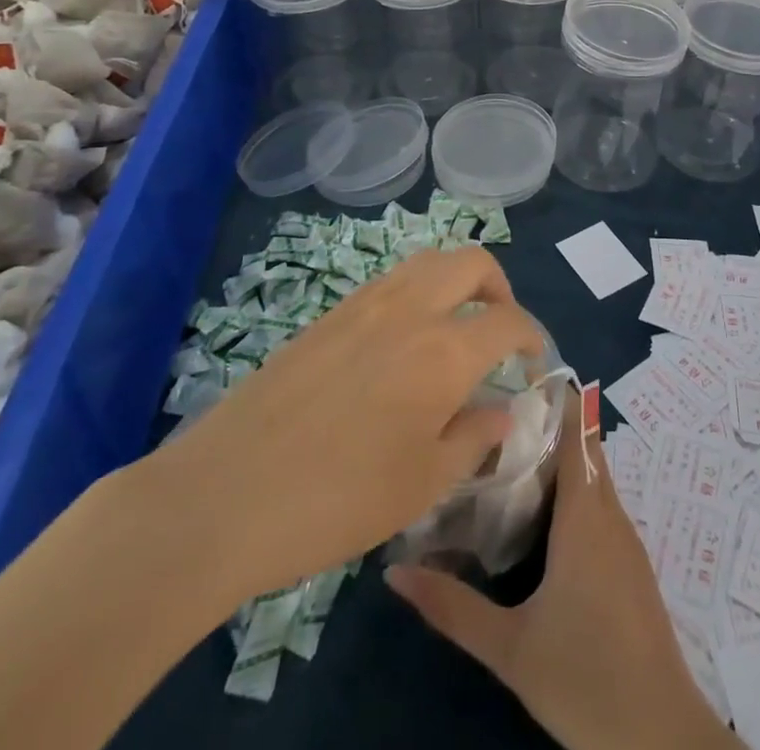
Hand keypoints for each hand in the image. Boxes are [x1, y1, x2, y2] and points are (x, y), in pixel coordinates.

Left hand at [132, 245, 543, 607]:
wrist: (226, 493)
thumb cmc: (337, 500)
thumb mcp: (422, 484)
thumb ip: (473, 438)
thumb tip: (501, 411)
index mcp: (444, 351)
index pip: (509, 320)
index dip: (532, 336)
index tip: (533, 362)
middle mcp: (411, 309)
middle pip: (472, 262)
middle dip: (499, 287)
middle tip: (499, 327)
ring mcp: (366, 303)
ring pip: (428, 260)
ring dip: (456, 280)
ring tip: (454, 326)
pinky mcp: (330, 312)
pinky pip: (391, 279)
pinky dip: (417, 290)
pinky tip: (403, 340)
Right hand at [386, 392, 742, 749]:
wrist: (660, 736)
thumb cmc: (585, 677)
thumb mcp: (510, 647)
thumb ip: (452, 607)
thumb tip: (394, 572)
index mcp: (586, 515)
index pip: (578, 431)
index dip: (555, 396)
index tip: (515, 375)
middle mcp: (610, 514)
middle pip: (584, 447)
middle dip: (546, 425)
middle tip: (494, 414)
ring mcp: (626, 539)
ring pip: (593, 476)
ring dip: (560, 458)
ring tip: (507, 451)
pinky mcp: (630, 564)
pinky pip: (600, 504)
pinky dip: (573, 490)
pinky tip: (539, 511)